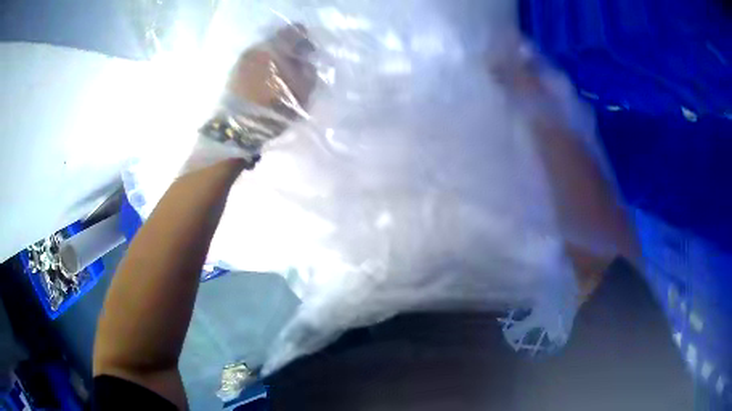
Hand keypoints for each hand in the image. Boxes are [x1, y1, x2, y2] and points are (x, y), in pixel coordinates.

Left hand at [227, 24, 316, 117]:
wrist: (238, 127)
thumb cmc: (273, 108)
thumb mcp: (302, 92)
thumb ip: (308, 71)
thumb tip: (305, 61)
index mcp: (275, 49)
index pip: (294, 31)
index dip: (304, 39)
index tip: (308, 51)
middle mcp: (257, 48)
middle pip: (278, 39)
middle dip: (288, 49)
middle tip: (295, 64)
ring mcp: (244, 59)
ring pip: (265, 50)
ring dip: (275, 58)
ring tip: (280, 74)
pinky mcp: (235, 71)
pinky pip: (255, 61)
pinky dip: (263, 65)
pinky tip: (266, 80)